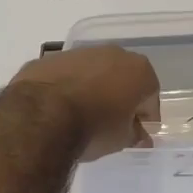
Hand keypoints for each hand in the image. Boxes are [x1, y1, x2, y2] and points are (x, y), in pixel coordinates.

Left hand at [9, 46, 160, 161]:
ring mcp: (81, 52)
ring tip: (83, 115)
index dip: (145, 117)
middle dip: (120, 97)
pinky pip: (68, 74)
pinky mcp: (53, 57)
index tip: (137, 133)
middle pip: (123, 77)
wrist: (42, 114)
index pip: (150, 96)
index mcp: (138, 70)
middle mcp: (113, 53)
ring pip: (95, 71)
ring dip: (94, 88)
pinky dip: (68, 86)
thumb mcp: (121, 139)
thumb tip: (140, 135)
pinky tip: (59, 108)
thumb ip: (135, 134)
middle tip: (112, 123)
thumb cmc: (94, 127)